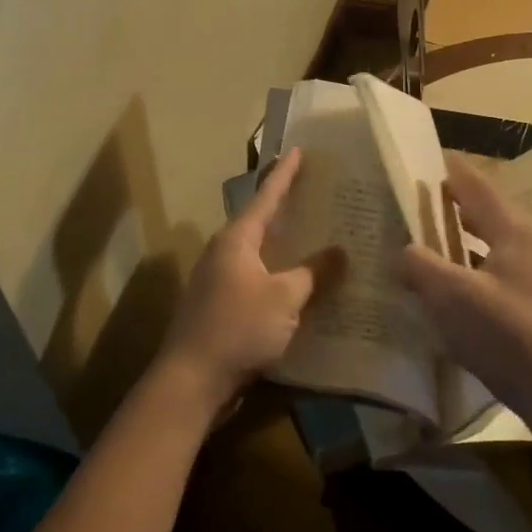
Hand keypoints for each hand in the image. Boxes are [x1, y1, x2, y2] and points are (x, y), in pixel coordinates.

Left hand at [156, 148, 335, 414]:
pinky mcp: (222, 306)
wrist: (192, 380)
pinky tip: (301, 284)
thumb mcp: (285, 298)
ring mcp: (220, 280)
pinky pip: (258, 279)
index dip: (285, 174)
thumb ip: (314, 272)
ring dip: (286, 245)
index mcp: (237, 239)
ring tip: (318, 237)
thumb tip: (340, 251)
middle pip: (261, 222)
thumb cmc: (239, 327)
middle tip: (319, 194)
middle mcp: (225, 252)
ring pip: (260, 253)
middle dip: (288, 209)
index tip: (299, 150)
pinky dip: (280, 274)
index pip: (266, 196)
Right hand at [400, 154, 531, 439]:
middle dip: (455, 207)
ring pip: (500, 244)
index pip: (476, 185)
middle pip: (490, 213)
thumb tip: (402, 251)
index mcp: (516, 230)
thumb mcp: (452, 299)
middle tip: (420, 204)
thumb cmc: (509, 337)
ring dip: (468, 241)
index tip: (423, 159)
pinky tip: (464, 288)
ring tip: (435, 244)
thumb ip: (420, 266)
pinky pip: (509, 270)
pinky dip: (482, 267)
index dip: (448, 171)